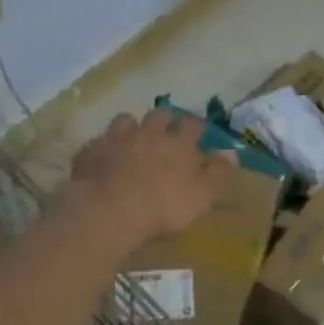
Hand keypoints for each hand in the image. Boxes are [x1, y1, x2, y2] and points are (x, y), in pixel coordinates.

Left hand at [67, 109, 234, 243]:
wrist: (110, 209)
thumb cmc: (163, 206)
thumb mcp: (201, 195)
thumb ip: (217, 173)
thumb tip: (231, 153)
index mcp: (178, 143)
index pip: (192, 125)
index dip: (196, 126)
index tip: (199, 130)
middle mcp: (149, 132)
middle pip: (159, 115)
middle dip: (164, 119)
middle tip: (166, 128)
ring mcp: (117, 138)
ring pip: (126, 121)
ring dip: (131, 126)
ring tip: (132, 136)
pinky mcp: (92, 150)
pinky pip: (99, 142)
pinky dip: (104, 146)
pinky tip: (104, 156)